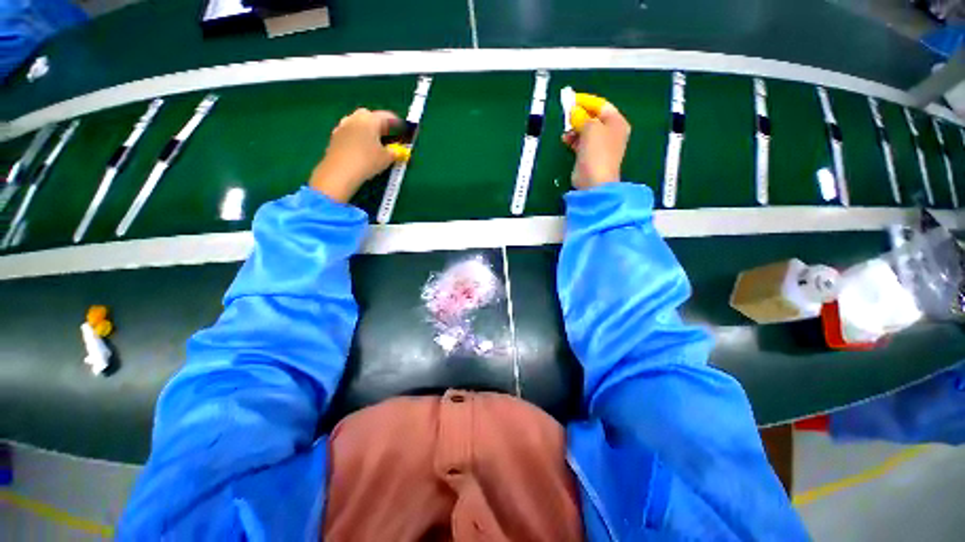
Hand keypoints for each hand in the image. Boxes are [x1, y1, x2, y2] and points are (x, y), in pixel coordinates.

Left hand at [310, 108, 400, 201]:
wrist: (340, 172)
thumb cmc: (367, 161)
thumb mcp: (387, 158)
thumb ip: (395, 152)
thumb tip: (398, 150)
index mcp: (370, 119)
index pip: (388, 117)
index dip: (399, 126)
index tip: (405, 134)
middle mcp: (355, 117)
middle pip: (372, 117)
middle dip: (382, 126)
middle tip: (390, 139)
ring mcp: (343, 125)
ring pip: (360, 124)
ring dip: (369, 131)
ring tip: (376, 145)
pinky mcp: (335, 136)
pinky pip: (351, 133)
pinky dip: (359, 138)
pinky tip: (362, 150)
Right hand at [562, 99, 630, 189]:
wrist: (594, 181)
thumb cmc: (597, 152)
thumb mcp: (591, 128)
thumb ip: (582, 117)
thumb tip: (574, 112)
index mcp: (616, 122)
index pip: (601, 105)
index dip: (586, 101)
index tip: (571, 99)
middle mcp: (610, 132)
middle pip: (593, 118)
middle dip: (579, 115)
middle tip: (567, 114)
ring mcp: (600, 146)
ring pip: (585, 131)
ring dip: (574, 128)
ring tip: (566, 130)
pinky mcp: (589, 156)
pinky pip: (580, 142)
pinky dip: (573, 139)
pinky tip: (566, 139)